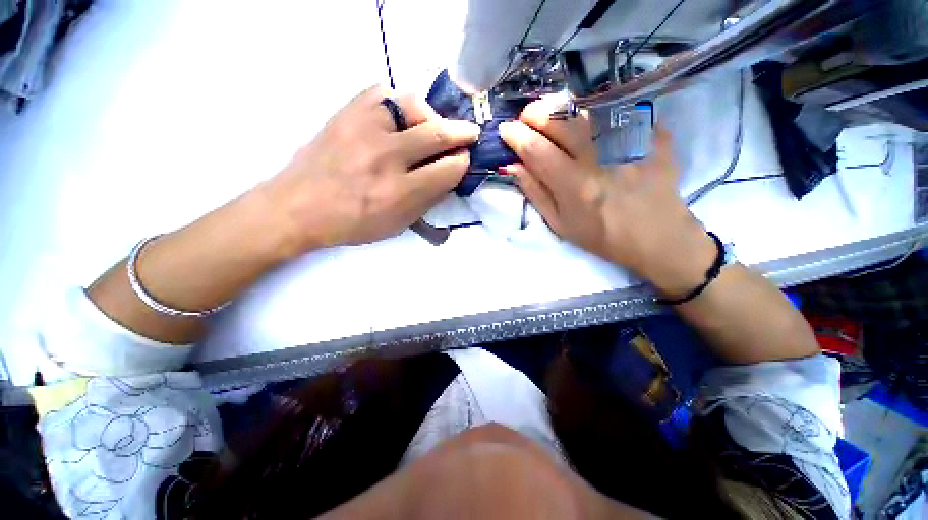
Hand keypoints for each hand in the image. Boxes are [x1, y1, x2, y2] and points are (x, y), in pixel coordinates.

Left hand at [262, 85, 479, 253]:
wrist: (299, 206)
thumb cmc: (353, 223)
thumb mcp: (398, 224)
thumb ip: (428, 199)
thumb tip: (449, 174)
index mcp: (398, 192)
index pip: (446, 170)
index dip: (462, 163)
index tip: (465, 160)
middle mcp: (384, 157)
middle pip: (436, 134)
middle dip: (461, 133)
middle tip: (470, 133)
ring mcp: (363, 128)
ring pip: (412, 105)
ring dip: (430, 116)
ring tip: (430, 128)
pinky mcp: (346, 112)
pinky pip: (382, 93)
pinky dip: (398, 104)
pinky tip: (399, 119)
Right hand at [499, 99, 714, 296]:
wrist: (656, 237)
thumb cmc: (601, 236)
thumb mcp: (559, 223)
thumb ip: (535, 193)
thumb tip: (513, 166)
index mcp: (573, 185)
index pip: (536, 148)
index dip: (515, 135)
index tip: (506, 130)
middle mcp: (599, 157)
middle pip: (559, 118)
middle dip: (534, 113)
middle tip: (527, 119)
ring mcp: (630, 141)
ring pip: (586, 108)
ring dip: (562, 109)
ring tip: (554, 118)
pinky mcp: (653, 134)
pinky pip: (619, 110)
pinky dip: (598, 111)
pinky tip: (591, 123)